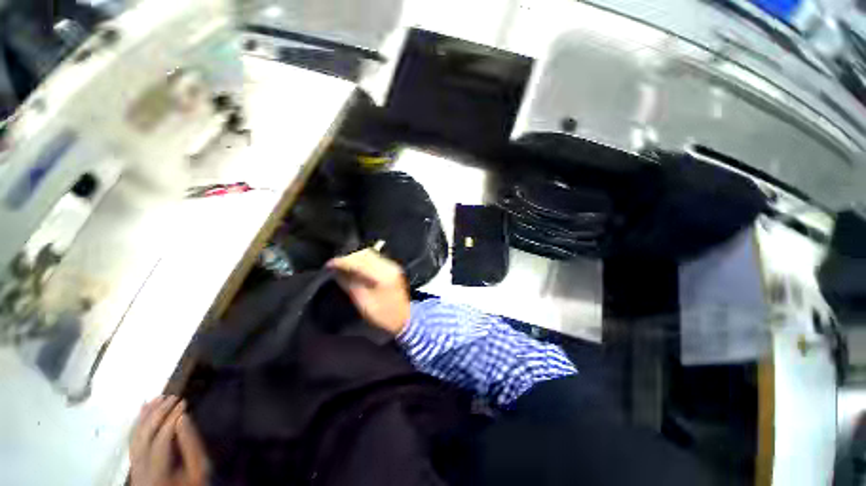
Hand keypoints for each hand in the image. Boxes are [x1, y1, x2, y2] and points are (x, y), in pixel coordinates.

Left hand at [130, 396, 208, 485]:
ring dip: (149, 411)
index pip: (163, 435)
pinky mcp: (132, 457)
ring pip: (138, 430)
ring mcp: (134, 459)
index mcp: (158, 469)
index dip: (173, 417)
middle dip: (161, 411)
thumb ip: (192, 450)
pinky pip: (134, 434)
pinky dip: (140, 419)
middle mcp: (141, 462)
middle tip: (173, 398)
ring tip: (161, 399)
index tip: (183, 403)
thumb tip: (184, 418)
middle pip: (148, 430)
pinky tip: (146, 409)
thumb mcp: (197, 475)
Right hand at [327, 249, 410, 335]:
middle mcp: (388, 266)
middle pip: (364, 253)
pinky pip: (374, 258)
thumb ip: (350, 284)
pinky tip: (355, 267)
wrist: (405, 321)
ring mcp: (392, 266)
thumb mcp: (363, 303)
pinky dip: (362, 260)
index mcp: (381, 276)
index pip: (358, 261)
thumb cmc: (383, 316)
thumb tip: (337, 271)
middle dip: (347, 257)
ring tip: (343, 265)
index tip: (329, 265)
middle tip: (335, 265)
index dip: (341, 261)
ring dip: (354, 258)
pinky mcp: (392, 268)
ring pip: (369, 254)